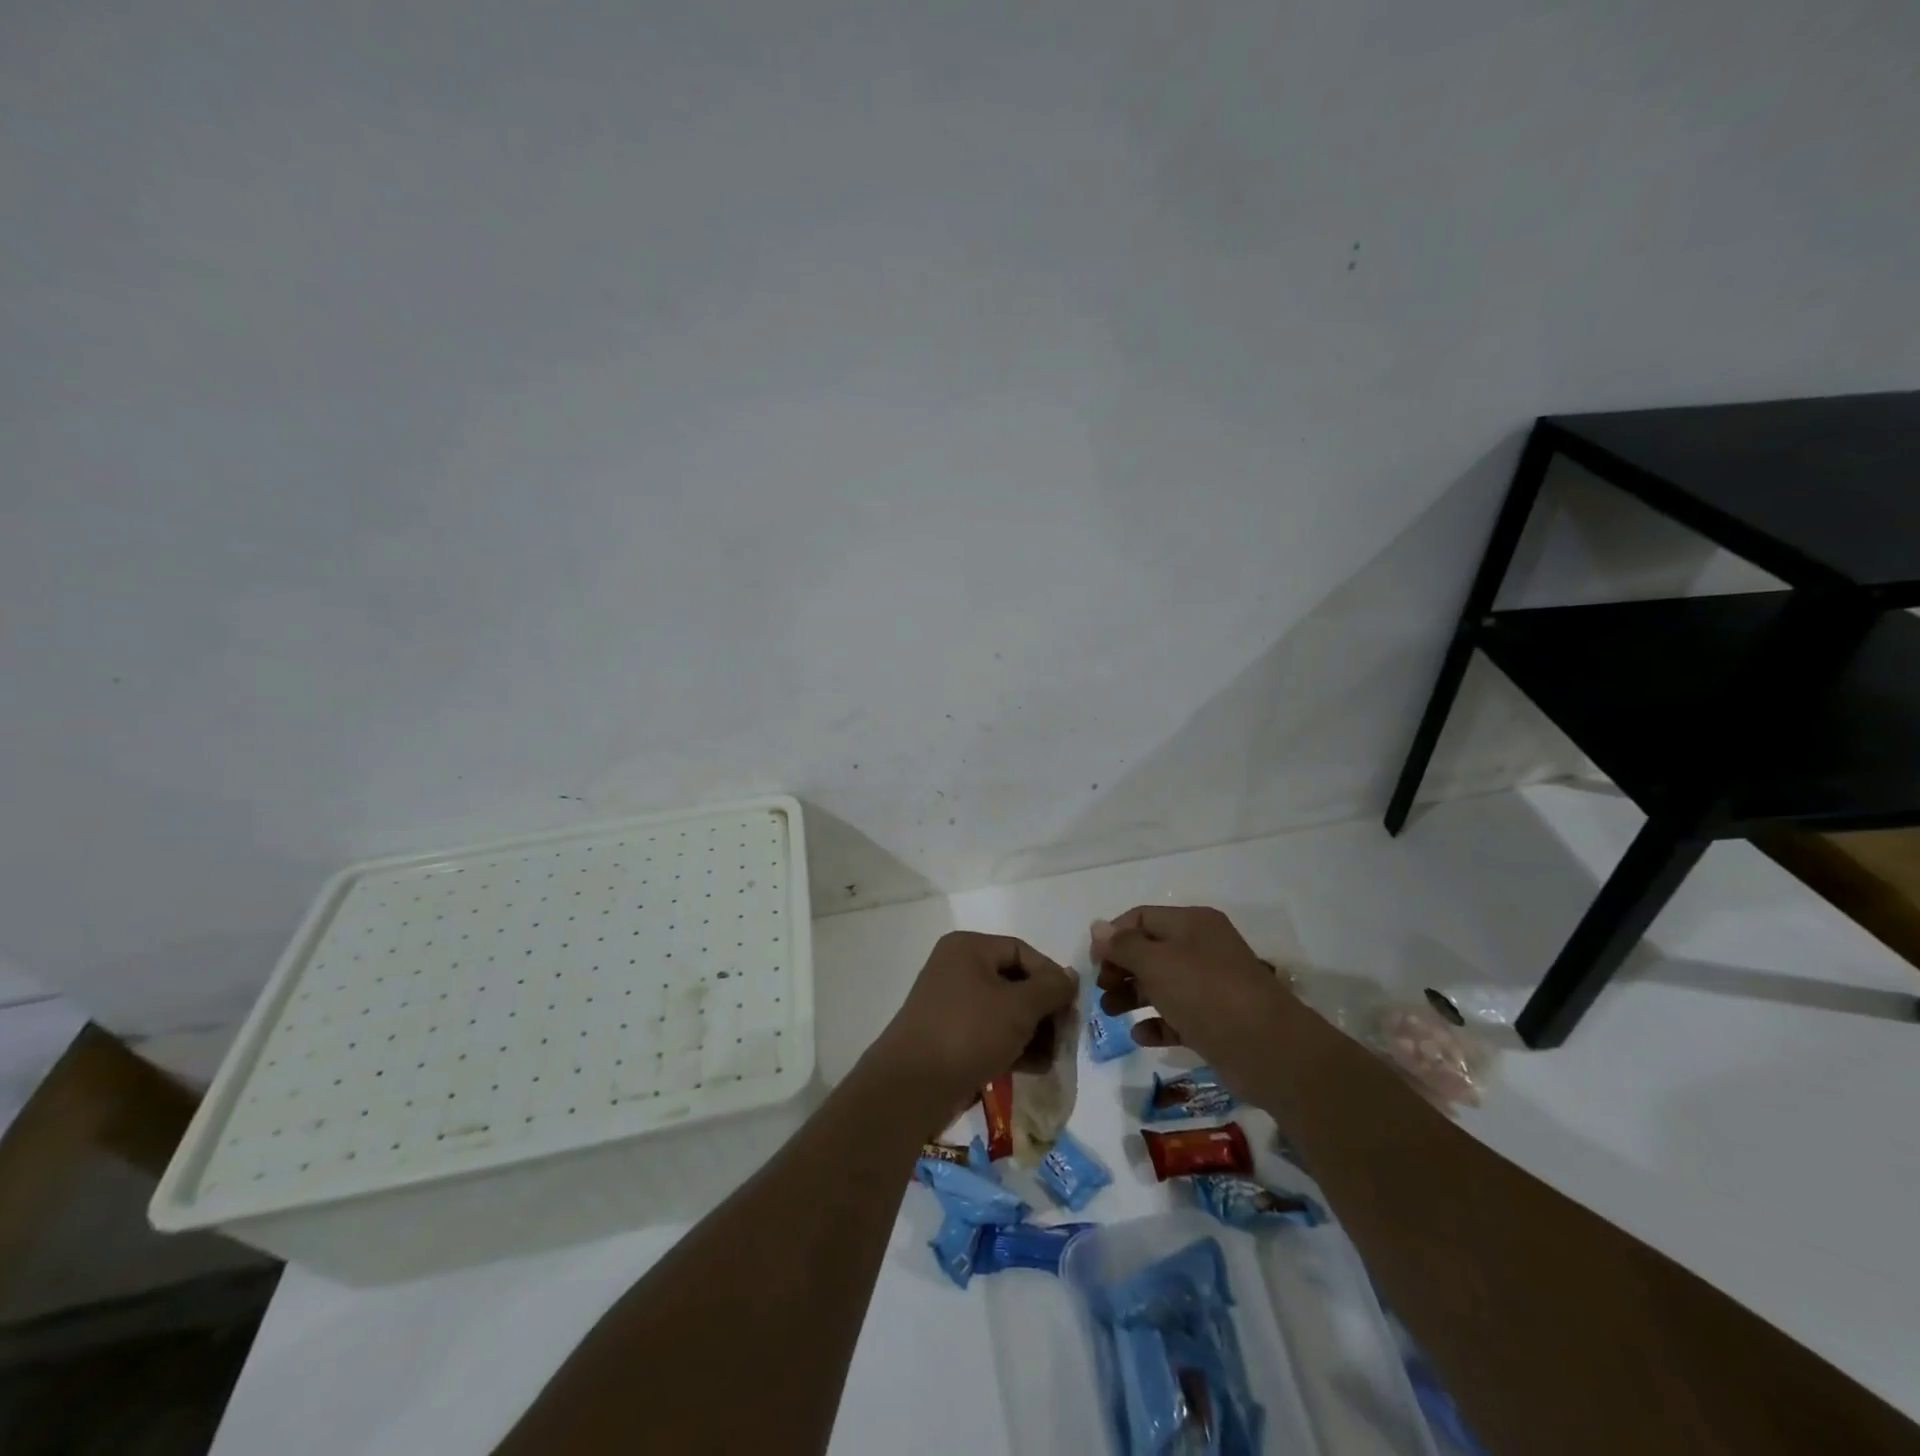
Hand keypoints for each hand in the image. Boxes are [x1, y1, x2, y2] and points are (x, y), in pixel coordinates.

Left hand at [867, 931, 1075, 1114]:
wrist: (912, 1086)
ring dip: (1032, 1032)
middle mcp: (957, 968)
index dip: (1052, 976)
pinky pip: (989, 1032)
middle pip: (1015, 981)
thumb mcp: (1018, 1007)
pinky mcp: (949, 1035)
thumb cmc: (968, 1032)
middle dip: (1043, 1010)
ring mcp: (951, 1003)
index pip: (1022, 951)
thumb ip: (1050, 988)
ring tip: (1052, 1057)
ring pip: (1004, 1010)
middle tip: (1065, 1036)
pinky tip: (1034, 1067)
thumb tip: (1070, 978)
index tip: (1073, 1007)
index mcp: (969, 948)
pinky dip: (1013, 1045)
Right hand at [1093, 907, 1291, 1076]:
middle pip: (1150, 951)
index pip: (1141, 917)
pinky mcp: (1215, 1022)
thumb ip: (1124, 945)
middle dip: (1120, 968)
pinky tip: (1139, 1036)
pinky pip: (1177, 1016)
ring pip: (1161, 984)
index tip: (1093, 962)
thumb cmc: (1206, 993)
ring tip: (1110, 1013)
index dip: (1113, 935)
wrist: (1268, 1049)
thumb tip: (1098, 927)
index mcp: (1192, 924)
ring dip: (1132, 996)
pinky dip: (1157, 1023)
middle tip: (1101, 989)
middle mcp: (1202, 949)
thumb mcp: (1157, 963)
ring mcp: (1210, 986)